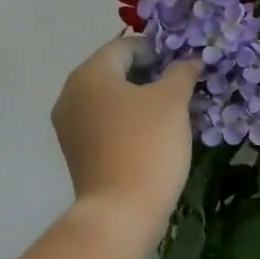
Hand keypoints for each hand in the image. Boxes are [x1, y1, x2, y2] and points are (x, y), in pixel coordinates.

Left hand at [51, 38, 200, 227]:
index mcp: (89, 74)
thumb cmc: (147, 146)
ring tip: (175, 114)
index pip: (125, 46)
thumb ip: (181, 73)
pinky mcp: (77, 152)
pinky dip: (128, 123)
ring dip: (142, 101)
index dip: (157, 50)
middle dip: (151, 77)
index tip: (184, 65)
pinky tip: (155, 137)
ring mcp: (70, 126)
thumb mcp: (172, 102)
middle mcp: (71, 94)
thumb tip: (189, 60)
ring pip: (111, 101)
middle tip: (184, 90)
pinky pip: (105, 125)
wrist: (121, 212)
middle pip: (115, 73)